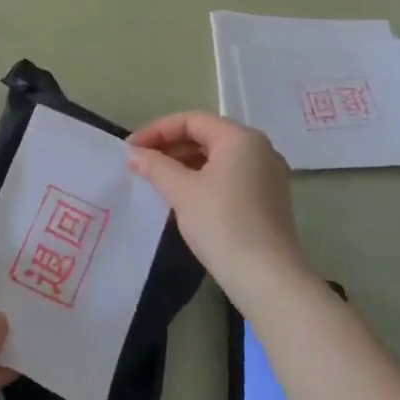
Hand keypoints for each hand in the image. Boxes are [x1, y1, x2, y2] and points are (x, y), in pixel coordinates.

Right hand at [127, 111, 312, 306]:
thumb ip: (155, 166)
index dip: (157, 131)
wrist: (267, 278)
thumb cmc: (222, 225)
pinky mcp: (268, 198)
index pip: (191, 121)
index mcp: (240, 138)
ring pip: (217, 157)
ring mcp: (267, 174)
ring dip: (184, 164)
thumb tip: (133, 154)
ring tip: (156, 180)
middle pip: (206, 135)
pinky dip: (203, 178)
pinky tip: (182, 196)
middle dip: (170, 147)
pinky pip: (229, 175)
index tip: (131, 149)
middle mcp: (259, 148)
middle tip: (140, 164)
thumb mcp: (182, 191)